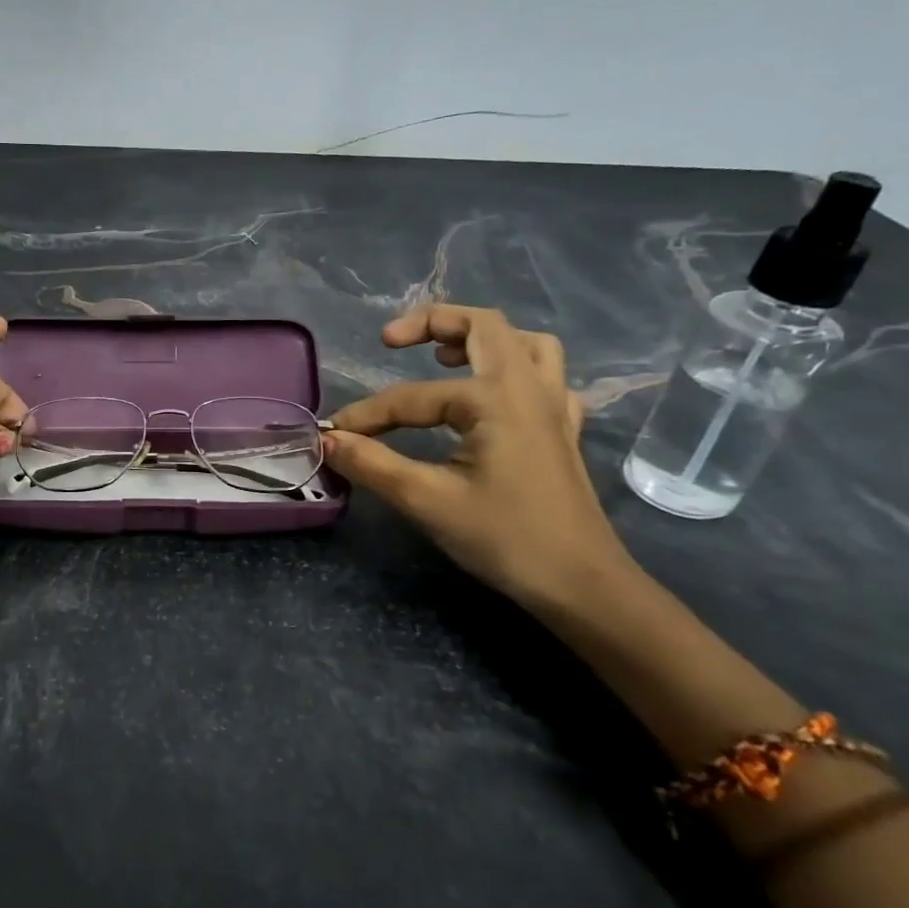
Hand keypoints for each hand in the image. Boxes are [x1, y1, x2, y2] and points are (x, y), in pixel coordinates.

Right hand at [323, 304, 632, 609]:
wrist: (580, 584)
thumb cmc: (504, 538)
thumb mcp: (427, 501)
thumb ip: (372, 464)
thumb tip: (328, 440)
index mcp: (494, 399)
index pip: (412, 398)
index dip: (367, 415)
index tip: (334, 435)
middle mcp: (528, 388)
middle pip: (484, 326)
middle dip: (432, 323)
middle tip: (390, 340)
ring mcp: (554, 407)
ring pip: (526, 343)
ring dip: (482, 338)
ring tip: (444, 357)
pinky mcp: (562, 431)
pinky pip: (546, 378)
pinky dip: (516, 370)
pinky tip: (493, 394)